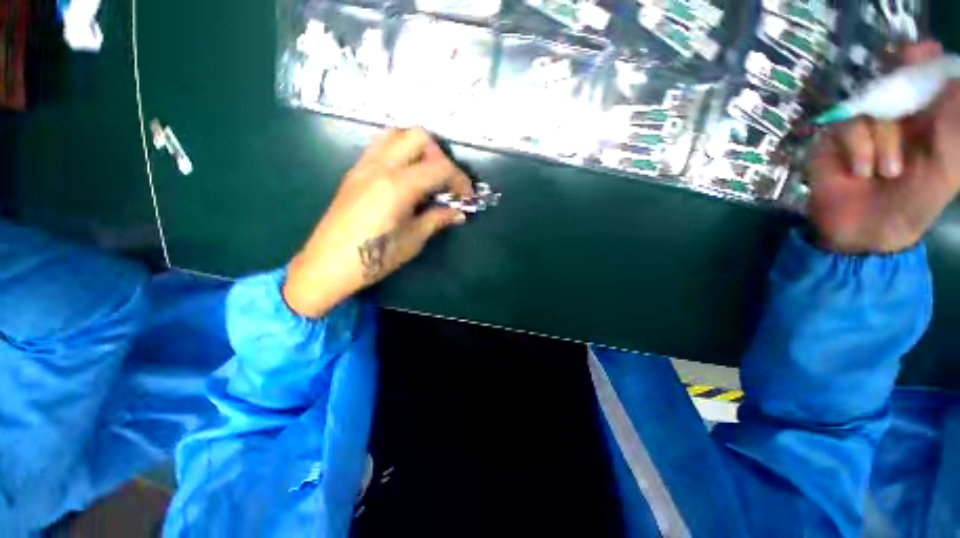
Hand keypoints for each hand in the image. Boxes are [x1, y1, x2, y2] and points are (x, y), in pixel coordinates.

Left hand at [283, 127, 472, 317]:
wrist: (327, 266)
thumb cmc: (374, 258)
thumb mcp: (413, 240)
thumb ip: (437, 219)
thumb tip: (458, 213)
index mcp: (397, 185)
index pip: (439, 167)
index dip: (459, 180)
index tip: (466, 197)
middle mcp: (380, 166)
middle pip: (418, 136)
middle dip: (440, 155)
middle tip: (445, 182)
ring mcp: (363, 166)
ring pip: (396, 134)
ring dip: (418, 149)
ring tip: (426, 176)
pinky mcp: (354, 172)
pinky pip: (380, 147)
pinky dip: (400, 153)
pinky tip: (405, 179)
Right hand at [807, 41, 959, 253]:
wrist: (862, 234)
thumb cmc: (912, 207)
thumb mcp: (946, 171)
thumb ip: (953, 130)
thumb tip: (955, 83)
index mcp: (925, 122)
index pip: (925, 79)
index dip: (924, 62)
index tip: (919, 53)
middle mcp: (895, 118)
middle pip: (892, 80)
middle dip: (897, 76)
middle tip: (902, 65)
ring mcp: (862, 128)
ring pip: (871, 109)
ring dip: (882, 140)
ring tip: (885, 172)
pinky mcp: (833, 141)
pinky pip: (845, 128)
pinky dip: (856, 148)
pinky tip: (860, 171)